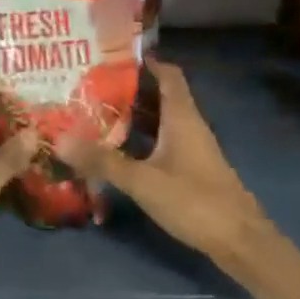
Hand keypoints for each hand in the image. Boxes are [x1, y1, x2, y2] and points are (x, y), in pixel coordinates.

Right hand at [55, 58, 279, 273]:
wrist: (240, 242)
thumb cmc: (194, 201)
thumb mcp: (143, 180)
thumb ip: (102, 161)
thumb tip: (59, 139)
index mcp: (182, 116)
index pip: (168, 74)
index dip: (145, 61)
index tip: (112, 57)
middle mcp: (189, 125)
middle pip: (159, 96)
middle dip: (128, 90)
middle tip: (91, 86)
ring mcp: (191, 149)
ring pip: (160, 122)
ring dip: (133, 117)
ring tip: (96, 114)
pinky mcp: (191, 170)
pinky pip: (162, 143)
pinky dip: (141, 141)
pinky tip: (118, 151)